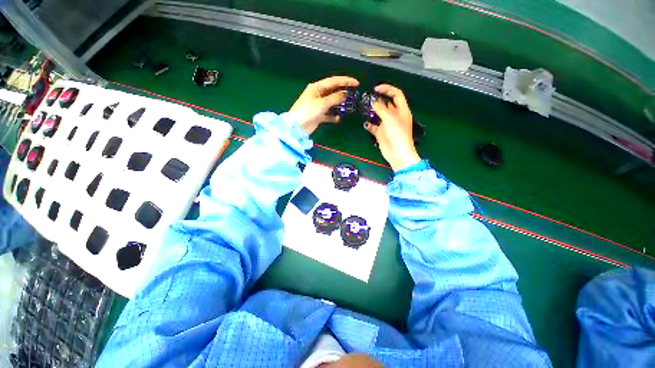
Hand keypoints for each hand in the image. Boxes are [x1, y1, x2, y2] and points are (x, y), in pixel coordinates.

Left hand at [289, 76, 358, 134]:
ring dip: (339, 105)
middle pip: (333, 91)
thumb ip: (335, 98)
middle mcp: (318, 95)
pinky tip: (338, 118)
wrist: (297, 127)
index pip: (334, 81)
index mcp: (317, 87)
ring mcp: (318, 105)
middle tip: (354, 95)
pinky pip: (328, 114)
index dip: (346, 81)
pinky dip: (333, 116)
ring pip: (332, 103)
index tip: (356, 83)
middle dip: (343, 93)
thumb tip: (345, 94)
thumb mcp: (322, 103)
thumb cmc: (308, 111)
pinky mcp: (318, 115)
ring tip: (348, 107)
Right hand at [364, 84, 420, 171]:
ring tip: (363, 107)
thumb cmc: (397, 134)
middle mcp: (395, 116)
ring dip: (372, 111)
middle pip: (386, 103)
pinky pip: (374, 126)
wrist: (397, 152)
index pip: (396, 94)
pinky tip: (365, 123)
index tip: (376, 88)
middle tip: (367, 98)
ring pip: (379, 114)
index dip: (387, 89)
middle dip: (378, 100)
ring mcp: (387, 124)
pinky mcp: (381, 133)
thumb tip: (373, 102)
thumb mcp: (390, 118)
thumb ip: (381, 108)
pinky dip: (369, 124)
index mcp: (401, 110)